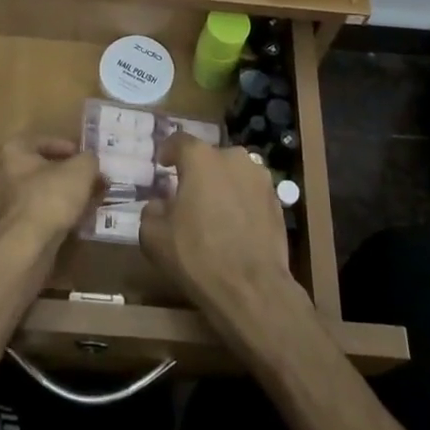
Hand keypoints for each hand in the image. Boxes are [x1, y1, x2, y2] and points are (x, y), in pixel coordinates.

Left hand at [0, 138, 103, 253]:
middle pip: (41, 170)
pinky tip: (72, 225)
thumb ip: (89, 160)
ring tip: (87, 205)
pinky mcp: (7, 233)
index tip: (87, 160)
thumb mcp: (81, 170)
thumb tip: (90, 162)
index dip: (69, 148)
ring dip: (62, 199)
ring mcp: (1, 206)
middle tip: (91, 183)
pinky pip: (35, 218)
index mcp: (13, 152)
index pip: (44, 141)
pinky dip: (53, 219)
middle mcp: (1, 174)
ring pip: (39, 196)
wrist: (23, 250)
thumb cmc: (49, 198)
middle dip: (68, 177)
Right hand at [140, 138, 294, 337]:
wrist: (252, 288)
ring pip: (233, 173)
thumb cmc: (197, 256)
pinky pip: (250, 192)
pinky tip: (235, 225)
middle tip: (187, 194)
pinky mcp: (277, 199)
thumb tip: (159, 204)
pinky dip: (241, 201)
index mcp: (200, 158)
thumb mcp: (154, 237)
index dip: (168, 151)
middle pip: (209, 157)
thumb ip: (151, 211)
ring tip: (214, 211)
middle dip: (197, 172)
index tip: (163, 165)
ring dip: (221, 185)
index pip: (179, 141)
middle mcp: (233, 157)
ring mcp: (260, 177)